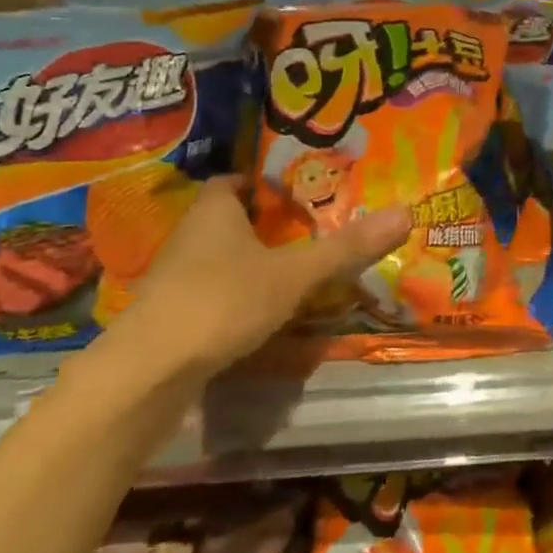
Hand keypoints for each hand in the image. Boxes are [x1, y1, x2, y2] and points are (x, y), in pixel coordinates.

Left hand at [110, 179, 409, 380]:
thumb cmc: (222, 301)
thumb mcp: (294, 274)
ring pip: (215, 258)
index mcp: (214, 211)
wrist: (147, 372)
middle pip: (226, 219)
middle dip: (261, 224)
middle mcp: (188, 236)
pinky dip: (231, 296)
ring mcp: (172, 278)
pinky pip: (207, 292)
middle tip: (304, 230)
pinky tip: (255, 313)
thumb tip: (406, 212)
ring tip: (288, 271)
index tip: (294, 193)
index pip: (233, 181)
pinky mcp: (168, 316)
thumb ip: (346, 247)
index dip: (261, 183)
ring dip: (245, 261)